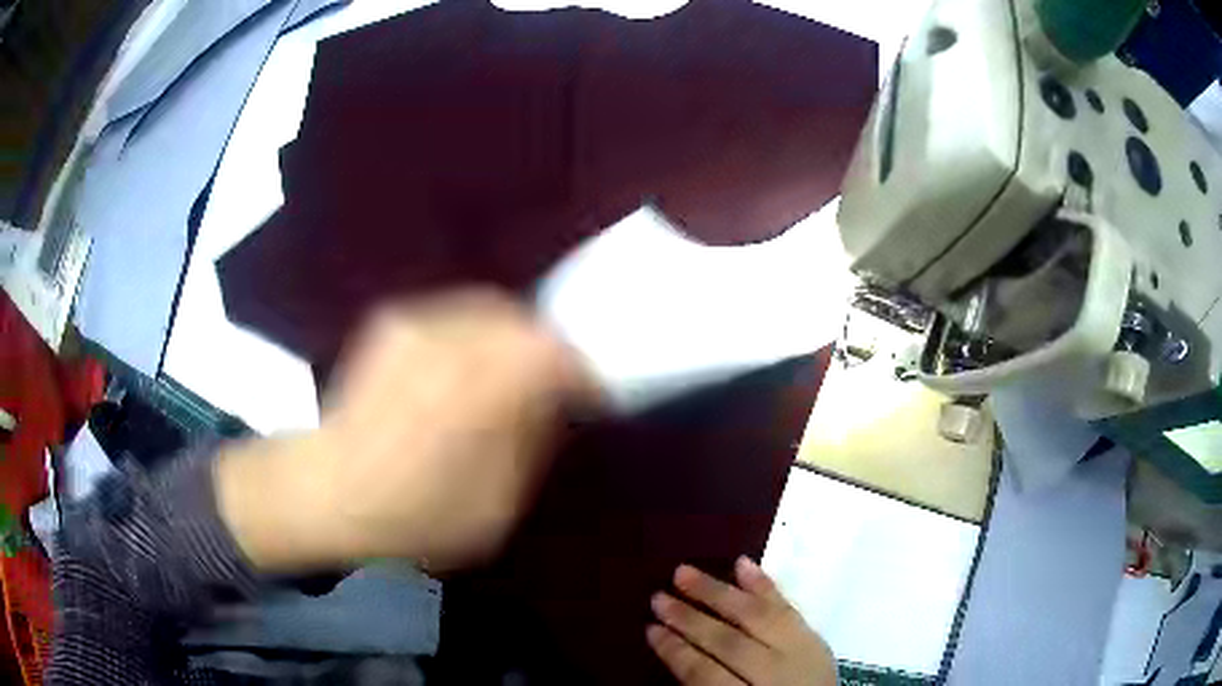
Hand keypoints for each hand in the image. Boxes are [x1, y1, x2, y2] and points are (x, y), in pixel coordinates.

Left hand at [216, 289, 596, 572]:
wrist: (323, 492)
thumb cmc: (412, 517)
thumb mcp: (494, 505)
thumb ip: (530, 442)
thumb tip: (553, 401)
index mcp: (476, 392)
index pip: (552, 354)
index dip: (582, 371)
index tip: (594, 395)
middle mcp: (447, 342)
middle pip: (523, 321)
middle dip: (549, 349)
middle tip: (558, 383)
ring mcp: (415, 324)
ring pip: (490, 310)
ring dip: (514, 338)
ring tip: (516, 374)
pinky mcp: (393, 321)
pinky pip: (455, 315)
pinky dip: (478, 334)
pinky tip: (470, 368)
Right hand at [647, 557, 835, 685]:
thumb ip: (710, 685)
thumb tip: (678, 653)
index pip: (705, 675)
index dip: (676, 652)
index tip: (650, 630)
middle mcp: (775, 675)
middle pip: (729, 643)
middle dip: (690, 620)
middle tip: (658, 598)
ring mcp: (800, 653)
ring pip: (758, 617)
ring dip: (718, 593)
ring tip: (683, 572)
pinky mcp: (815, 638)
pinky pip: (790, 609)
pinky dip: (765, 586)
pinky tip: (742, 563)